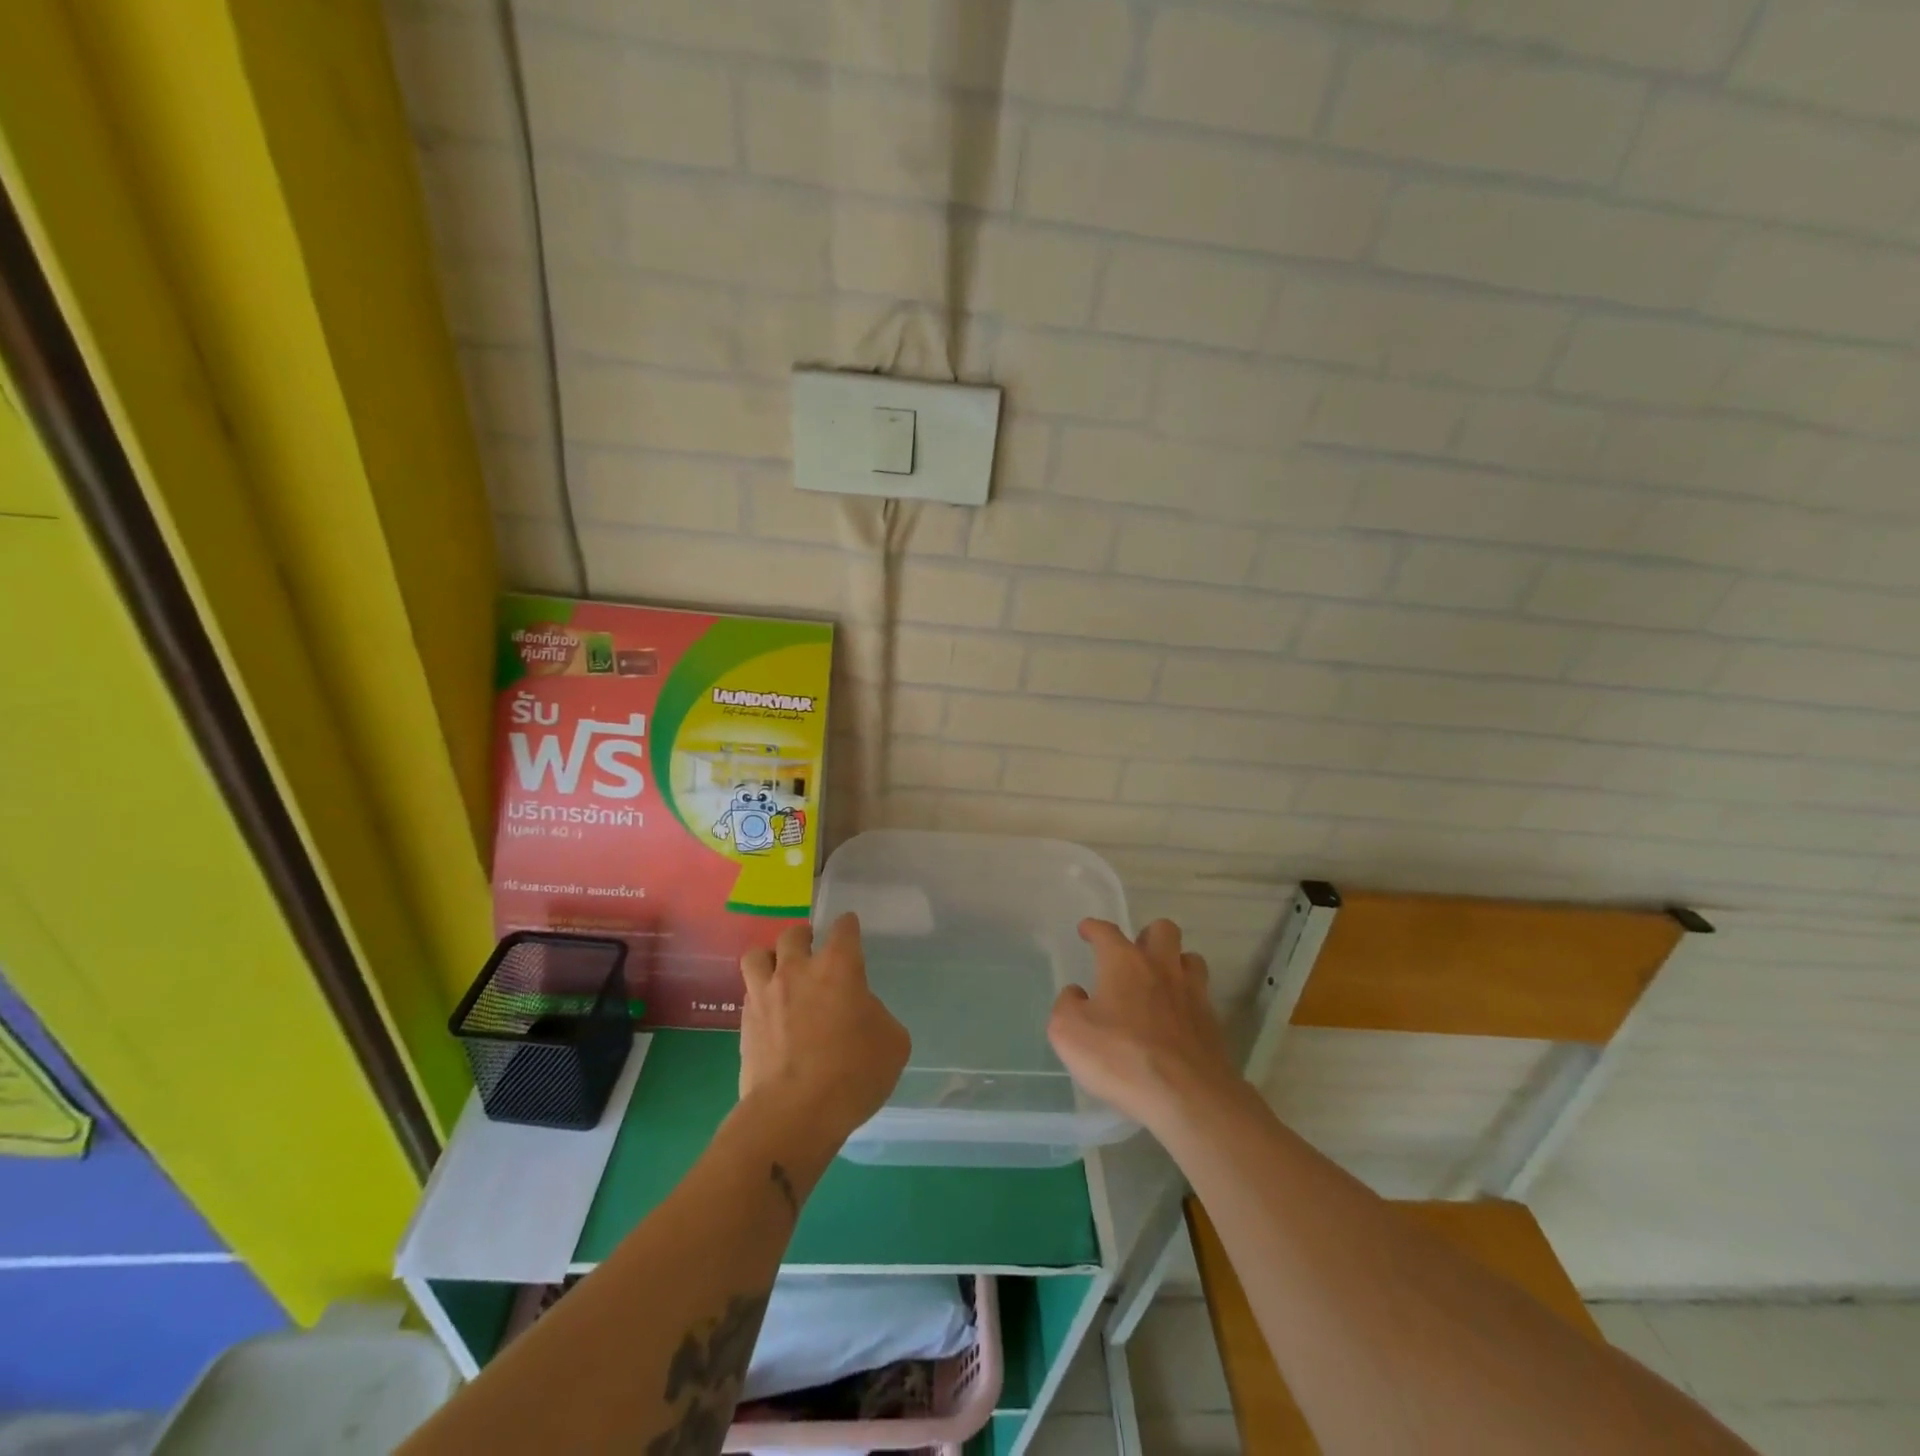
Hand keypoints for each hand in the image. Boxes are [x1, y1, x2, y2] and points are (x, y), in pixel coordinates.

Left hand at [739, 915, 910, 1143]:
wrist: (793, 1114)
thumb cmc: (853, 1073)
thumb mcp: (892, 1043)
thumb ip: (877, 1015)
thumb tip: (861, 1013)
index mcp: (838, 967)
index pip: (844, 928)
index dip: (848, 927)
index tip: (850, 930)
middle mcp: (797, 970)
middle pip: (793, 933)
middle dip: (804, 937)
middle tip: (813, 953)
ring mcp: (765, 994)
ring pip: (757, 955)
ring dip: (771, 958)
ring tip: (781, 974)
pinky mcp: (744, 1023)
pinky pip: (749, 993)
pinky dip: (760, 996)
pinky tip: (771, 1013)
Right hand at [1047, 918, 1245, 1132]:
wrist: (1187, 1096)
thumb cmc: (1120, 1057)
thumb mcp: (1068, 1032)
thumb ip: (1066, 1005)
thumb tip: (1077, 994)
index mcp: (1124, 963)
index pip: (1107, 932)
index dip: (1094, 928)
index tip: (1086, 930)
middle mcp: (1161, 968)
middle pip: (1163, 930)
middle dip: (1147, 935)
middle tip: (1134, 954)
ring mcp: (1192, 993)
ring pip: (1190, 958)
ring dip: (1175, 963)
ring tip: (1161, 981)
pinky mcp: (1212, 1023)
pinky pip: (1202, 996)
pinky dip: (1188, 999)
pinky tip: (1176, 1019)